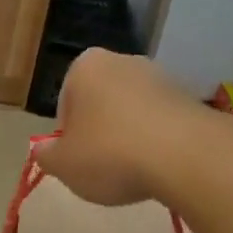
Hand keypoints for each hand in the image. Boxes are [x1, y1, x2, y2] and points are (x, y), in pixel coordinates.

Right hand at [34, 48, 210, 206]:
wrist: (187, 156)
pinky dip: (159, 141)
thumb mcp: (64, 165)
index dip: (69, 134)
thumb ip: (47, 155)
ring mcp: (160, 76)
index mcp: (85, 66)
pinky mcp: (190, 97)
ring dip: (131, 136)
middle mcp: (122, 61)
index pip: (66, 101)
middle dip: (101, 130)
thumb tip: (42, 150)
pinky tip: (162, 167)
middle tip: (105, 166)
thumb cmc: (111, 153)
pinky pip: (163, 122)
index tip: (79, 159)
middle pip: (101, 101)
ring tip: (137, 171)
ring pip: (133, 111)